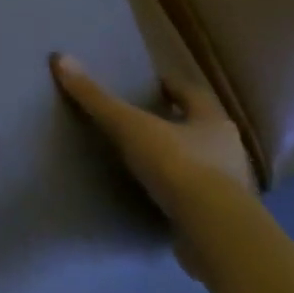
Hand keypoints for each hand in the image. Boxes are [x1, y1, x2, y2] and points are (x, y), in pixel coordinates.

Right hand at [51, 54, 255, 279]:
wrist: (216, 234)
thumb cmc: (178, 166)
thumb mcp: (129, 126)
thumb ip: (96, 97)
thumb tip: (61, 58)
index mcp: (213, 121)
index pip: (192, 94)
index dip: (171, 87)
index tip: (151, 86)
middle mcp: (230, 151)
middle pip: (201, 130)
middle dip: (177, 126)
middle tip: (147, 123)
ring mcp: (232, 191)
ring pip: (205, 167)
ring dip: (182, 164)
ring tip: (150, 164)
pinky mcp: (224, 225)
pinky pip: (201, 204)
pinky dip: (182, 200)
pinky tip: (161, 202)